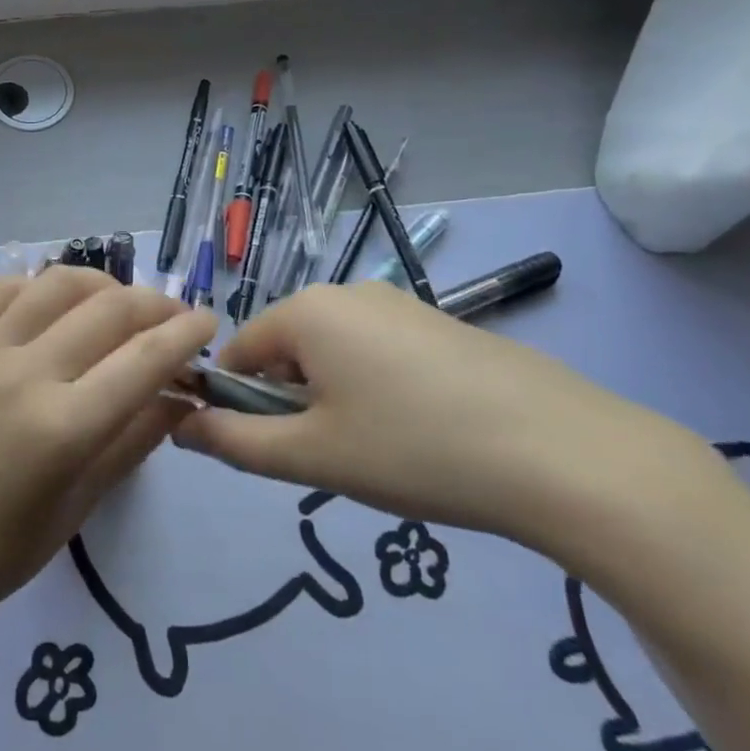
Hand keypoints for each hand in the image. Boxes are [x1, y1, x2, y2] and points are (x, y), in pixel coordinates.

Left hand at [0, 267, 217, 635]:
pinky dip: (39, 284)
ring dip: (102, 284)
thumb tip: (181, 392)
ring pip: (57, 283)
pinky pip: (1, 288)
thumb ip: (137, 438)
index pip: (143, 358)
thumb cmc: (1, 549)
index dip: (185, 333)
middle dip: (156, 303)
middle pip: (108, 309)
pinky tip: (54, 302)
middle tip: (172, 315)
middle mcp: (23, 375)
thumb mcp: (83, 502)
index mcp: (62, 428)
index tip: (208, 321)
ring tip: (118, 303)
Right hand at [171, 282, 697, 544]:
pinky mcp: (443, 326)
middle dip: (289, 401)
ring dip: (332, 399)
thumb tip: (181, 427)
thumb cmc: (415, 450)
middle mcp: (349, 292)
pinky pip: (381, 354)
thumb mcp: (311, 456)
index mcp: (308, 311)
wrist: (568, 456)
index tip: (262, 450)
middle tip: (327, 458)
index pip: (238, 350)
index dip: (234, 400)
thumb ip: (234, 441)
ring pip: (335, 353)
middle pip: (287, 349)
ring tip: (377, 452)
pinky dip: (377, 390)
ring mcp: (402, 305)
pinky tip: (420, 434)